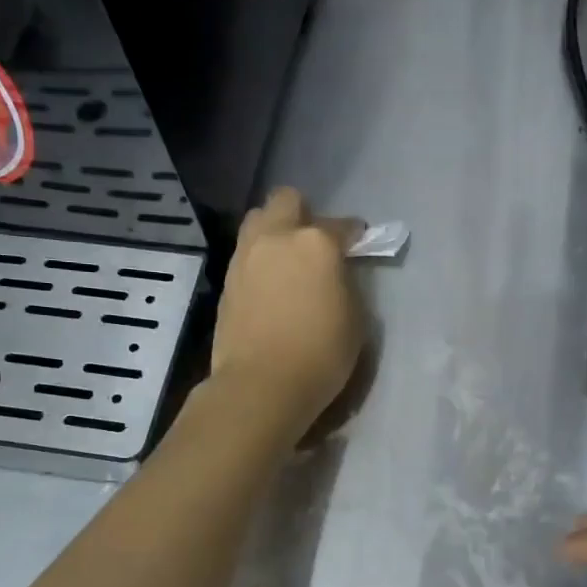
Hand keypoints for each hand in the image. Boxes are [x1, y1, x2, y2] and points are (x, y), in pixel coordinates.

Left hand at [210, 188, 365, 435]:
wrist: (262, 384)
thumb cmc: (321, 354)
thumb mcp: (355, 318)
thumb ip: (347, 283)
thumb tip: (337, 273)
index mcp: (316, 243)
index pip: (342, 225)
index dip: (354, 235)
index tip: (358, 245)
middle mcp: (277, 237)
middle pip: (287, 201)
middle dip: (303, 214)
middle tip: (314, 243)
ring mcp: (246, 256)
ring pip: (258, 221)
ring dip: (275, 231)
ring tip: (287, 261)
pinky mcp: (227, 280)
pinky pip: (246, 253)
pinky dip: (260, 259)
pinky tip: (270, 285)